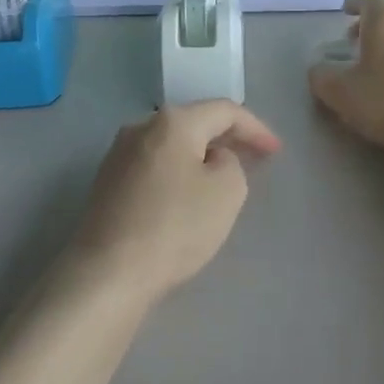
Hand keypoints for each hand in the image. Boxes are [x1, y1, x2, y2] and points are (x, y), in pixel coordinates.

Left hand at [66, 101, 282, 306]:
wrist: (108, 272)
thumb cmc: (175, 226)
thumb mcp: (228, 191)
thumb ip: (232, 163)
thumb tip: (212, 160)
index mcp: (173, 122)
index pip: (225, 111)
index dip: (256, 128)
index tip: (276, 151)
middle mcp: (140, 127)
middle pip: (194, 123)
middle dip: (227, 139)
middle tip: (254, 158)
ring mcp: (118, 155)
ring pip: (172, 146)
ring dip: (200, 156)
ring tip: (222, 177)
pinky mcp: (107, 183)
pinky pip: (154, 167)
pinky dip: (177, 173)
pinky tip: (186, 196)